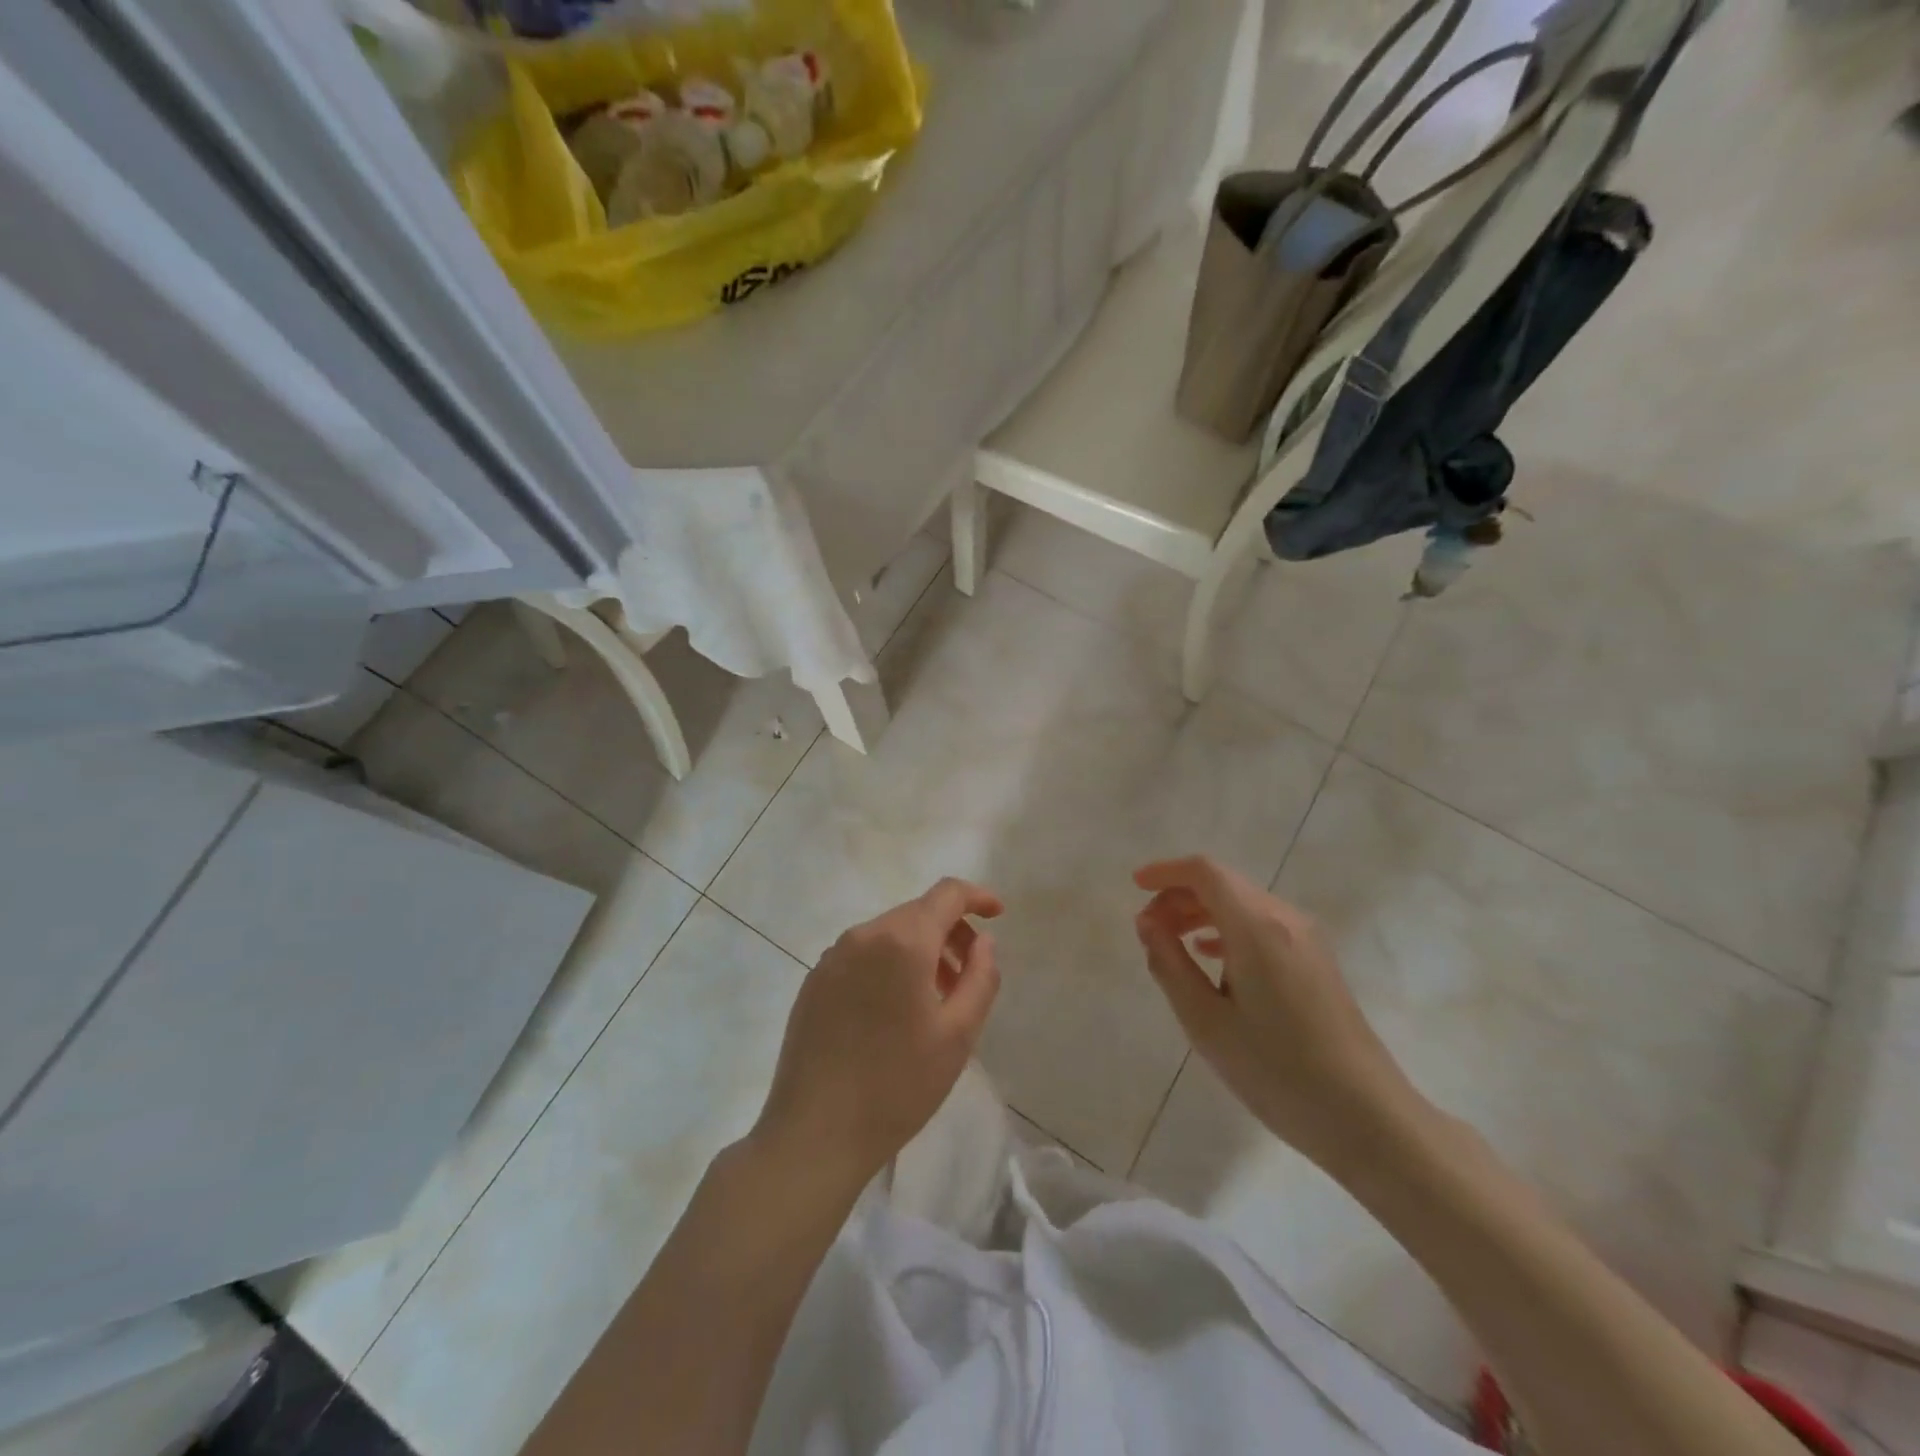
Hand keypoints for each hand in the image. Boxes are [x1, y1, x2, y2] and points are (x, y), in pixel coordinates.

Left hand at [750, 878, 1003, 1198]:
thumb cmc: (898, 1085)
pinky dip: (888, 965)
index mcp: (902, 940)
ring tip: (934, 999)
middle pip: (918, 913)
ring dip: (920, 951)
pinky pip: (862, 955)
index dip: (977, 897)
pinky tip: (893, 1012)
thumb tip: (983, 943)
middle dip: (950, 933)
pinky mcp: (814, 981)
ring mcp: (832, 957)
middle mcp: (863, 935)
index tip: (998, 915)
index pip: (946, 894)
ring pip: (889, 934)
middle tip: (968, 977)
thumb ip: (981, 978)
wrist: (815, 1134)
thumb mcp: (958, 1035)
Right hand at [1133, 856, 1425, 1170]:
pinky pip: (1262, 925)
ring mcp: (1306, 939)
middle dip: (1179, 896)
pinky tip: (1211, 959)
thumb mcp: (1206, 1022)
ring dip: (1202, 913)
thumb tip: (1147, 923)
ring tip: (1171, 944)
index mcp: (1257, 926)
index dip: (1166, 872)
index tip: (1135, 886)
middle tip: (1148, 930)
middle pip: (1223, 884)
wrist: (1367, 1117)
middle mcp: (1285, 919)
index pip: (1205, 872)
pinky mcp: (1316, 960)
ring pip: (1242, 903)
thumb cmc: (1277, 1070)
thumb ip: (1169, 964)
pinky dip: (1227, 929)